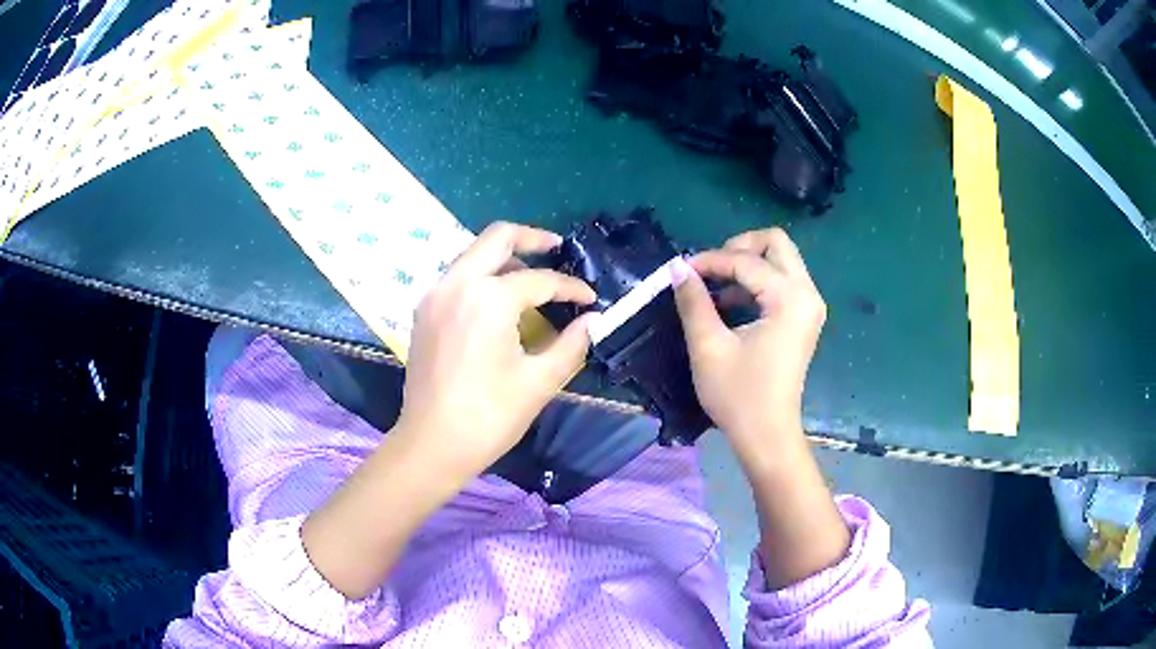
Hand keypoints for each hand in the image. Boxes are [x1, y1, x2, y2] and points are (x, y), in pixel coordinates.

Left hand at [396, 222, 596, 480]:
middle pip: (497, 237)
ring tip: (533, 277)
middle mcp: (456, 283)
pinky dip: (483, 275)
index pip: (539, 280)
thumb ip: (572, 344)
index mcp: (487, 299)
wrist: (431, 445)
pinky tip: (499, 299)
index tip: (591, 300)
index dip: (571, 288)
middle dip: (532, 238)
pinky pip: (458, 275)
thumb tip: (593, 321)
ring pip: (474, 253)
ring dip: (505, 256)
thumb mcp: (539, 382)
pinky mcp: (424, 311)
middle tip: (559, 250)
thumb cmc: (488, 417)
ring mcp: (435, 295)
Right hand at [672, 228, 825, 461]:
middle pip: (776, 243)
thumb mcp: (708, 347)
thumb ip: (694, 301)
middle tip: (710, 269)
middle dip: (739, 247)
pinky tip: (731, 302)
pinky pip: (782, 280)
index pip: (746, 261)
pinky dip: (756, 281)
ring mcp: (809, 305)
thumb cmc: (738, 396)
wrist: (767, 435)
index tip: (680, 271)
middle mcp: (807, 294)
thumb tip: (678, 267)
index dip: (709, 261)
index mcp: (789, 299)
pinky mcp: (803, 318)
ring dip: (747, 264)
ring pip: (780, 259)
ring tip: (715, 287)